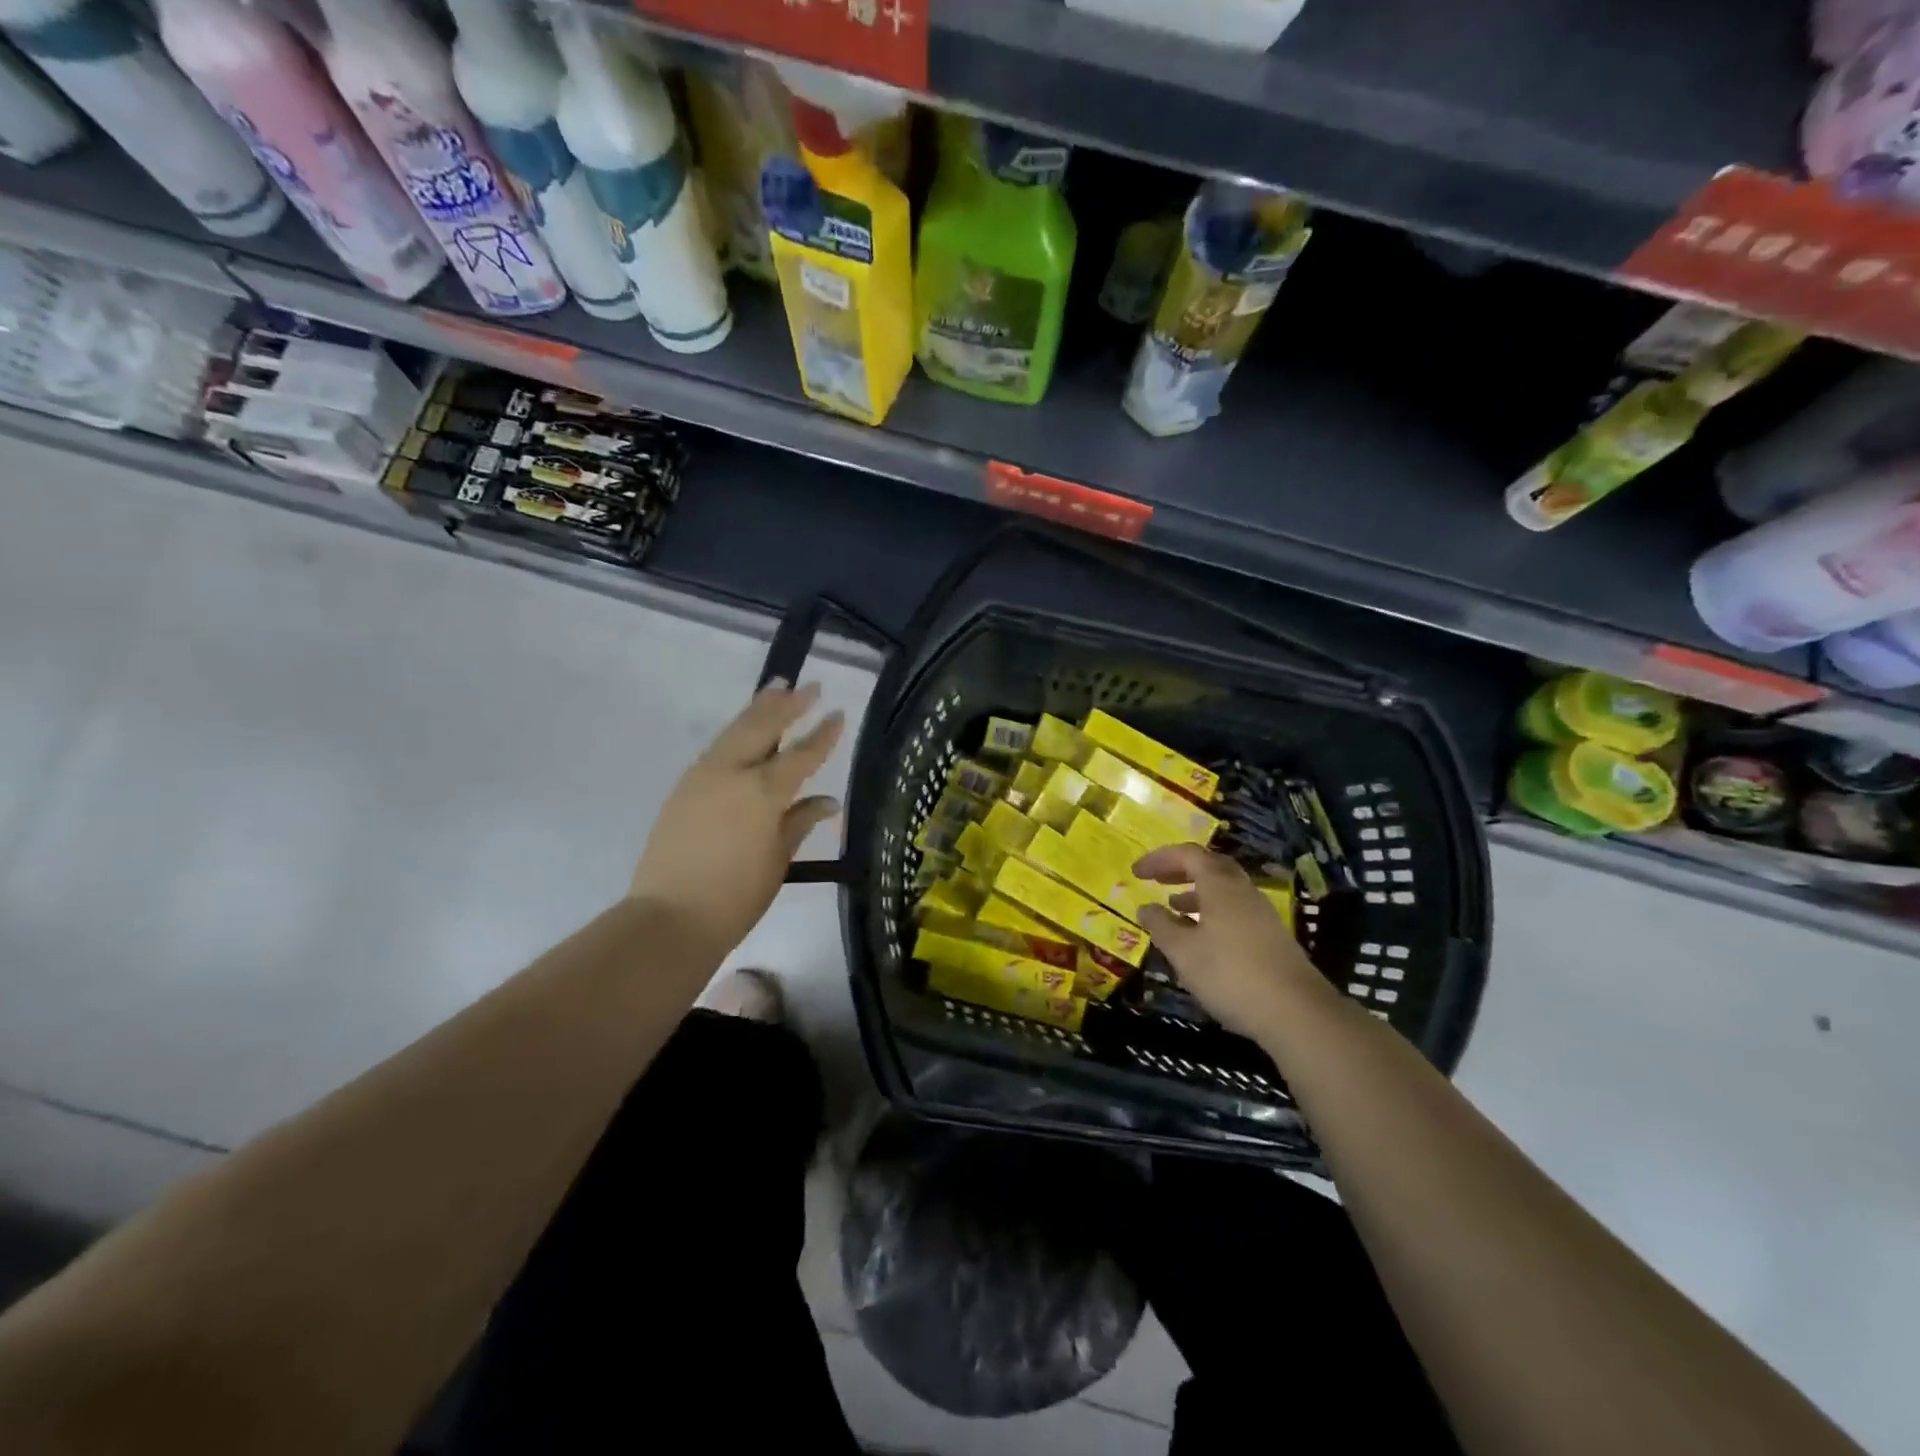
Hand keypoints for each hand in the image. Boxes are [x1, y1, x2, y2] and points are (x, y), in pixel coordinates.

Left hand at [629, 680, 844, 954]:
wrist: (670, 917)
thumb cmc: (736, 896)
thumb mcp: (778, 859)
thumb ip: (800, 821)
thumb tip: (828, 801)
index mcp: (763, 791)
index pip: (802, 754)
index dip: (822, 734)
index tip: (837, 712)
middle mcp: (732, 772)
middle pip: (763, 726)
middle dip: (787, 704)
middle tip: (807, 685)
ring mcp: (702, 776)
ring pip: (735, 731)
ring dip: (758, 709)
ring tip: (775, 689)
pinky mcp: (684, 787)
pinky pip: (717, 748)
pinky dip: (737, 732)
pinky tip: (745, 731)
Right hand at [1133, 844, 1329, 1039]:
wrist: (1297, 1013)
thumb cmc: (1230, 975)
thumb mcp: (1183, 952)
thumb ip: (1161, 926)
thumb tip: (1145, 908)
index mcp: (1220, 886)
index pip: (1187, 854)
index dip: (1159, 858)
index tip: (1136, 872)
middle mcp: (1243, 891)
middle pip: (1210, 866)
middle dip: (1181, 869)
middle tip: (1157, 880)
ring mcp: (1261, 914)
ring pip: (1224, 890)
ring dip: (1196, 892)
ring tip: (1173, 908)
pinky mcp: (1271, 937)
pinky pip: (1234, 910)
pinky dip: (1211, 912)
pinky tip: (1201, 938)